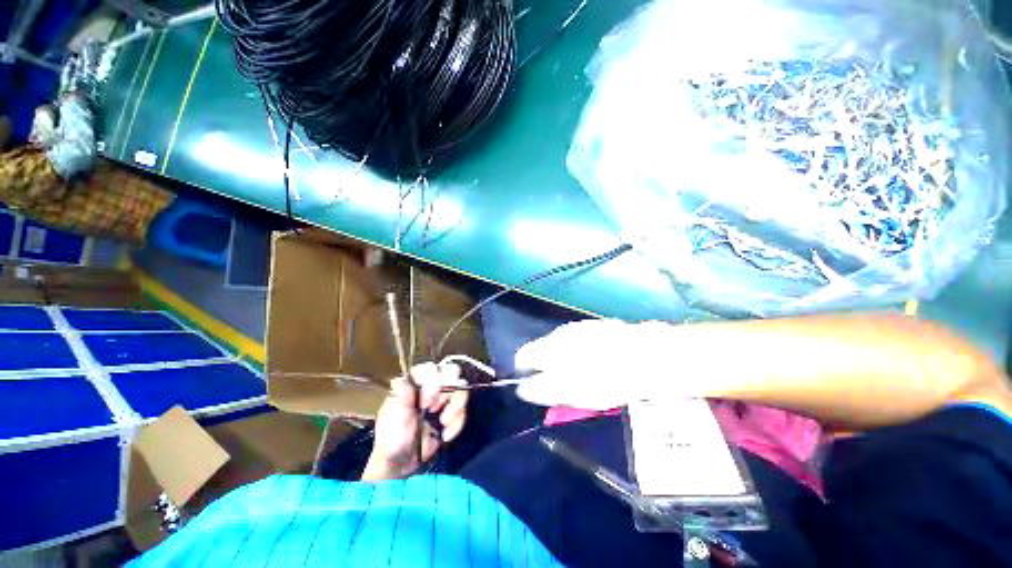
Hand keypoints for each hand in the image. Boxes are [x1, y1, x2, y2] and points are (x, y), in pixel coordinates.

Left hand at [362, 362, 468, 480]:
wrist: (404, 465)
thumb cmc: (393, 438)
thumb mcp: (394, 416)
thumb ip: (402, 396)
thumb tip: (401, 378)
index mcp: (414, 384)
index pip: (430, 368)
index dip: (432, 381)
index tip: (425, 402)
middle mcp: (430, 387)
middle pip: (451, 373)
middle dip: (447, 392)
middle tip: (435, 409)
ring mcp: (442, 400)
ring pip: (461, 390)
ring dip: (455, 407)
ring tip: (443, 423)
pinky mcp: (452, 414)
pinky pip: (463, 410)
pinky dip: (457, 423)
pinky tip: (446, 435)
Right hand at [514, 319, 679, 409]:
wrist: (648, 355)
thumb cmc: (606, 378)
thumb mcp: (570, 392)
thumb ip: (541, 389)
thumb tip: (522, 389)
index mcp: (549, 347)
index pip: (522, 356)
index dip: (523, 373)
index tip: (534, 387)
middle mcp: (560, 333)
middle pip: (541, 351)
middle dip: (545, 369)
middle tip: (561, 388)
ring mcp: (578, 329)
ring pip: (560, 347)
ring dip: (563, 362)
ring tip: (582, 378)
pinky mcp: (596, 329)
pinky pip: (578, 344)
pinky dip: (580, 355)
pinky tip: (596, 365)